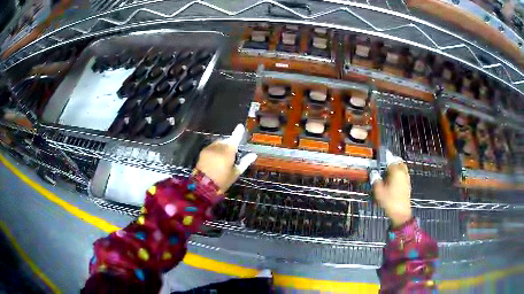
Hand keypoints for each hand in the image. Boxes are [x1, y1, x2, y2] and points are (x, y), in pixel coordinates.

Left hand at [196, 124, 256, 190]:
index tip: (240, 126)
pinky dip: (215, 149)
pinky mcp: (203, 151)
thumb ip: (245, 162)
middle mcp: (218, 147)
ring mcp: (209, 148)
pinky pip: (212, 147)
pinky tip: (216, 158)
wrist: (203, 185)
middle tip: (233, 153)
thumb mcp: (235, 173)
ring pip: (218, 143)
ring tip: (224, 157)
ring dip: (222, 146)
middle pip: (226, 141)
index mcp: (228, 151)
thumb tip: (254, 155)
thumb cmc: (222, 180)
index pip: (235, 138)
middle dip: (230, 143)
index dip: (238, 132)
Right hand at [370, 151, 411, 227]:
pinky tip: (393, 179)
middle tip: (384, 162)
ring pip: (401, 167)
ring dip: (395, 166)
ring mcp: (406, 178)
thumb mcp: (379, 191)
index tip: (379, 154)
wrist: (401, 213)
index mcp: (396, 171)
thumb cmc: (390, 201)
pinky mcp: (408, 184)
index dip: (384, 155)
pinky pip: (403, 173)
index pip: (389, 158)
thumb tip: (373, 173)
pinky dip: (398, 173)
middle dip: (391, 159)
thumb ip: (375, 179)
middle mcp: (403, 172)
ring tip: (388, 170)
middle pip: (398, 161)